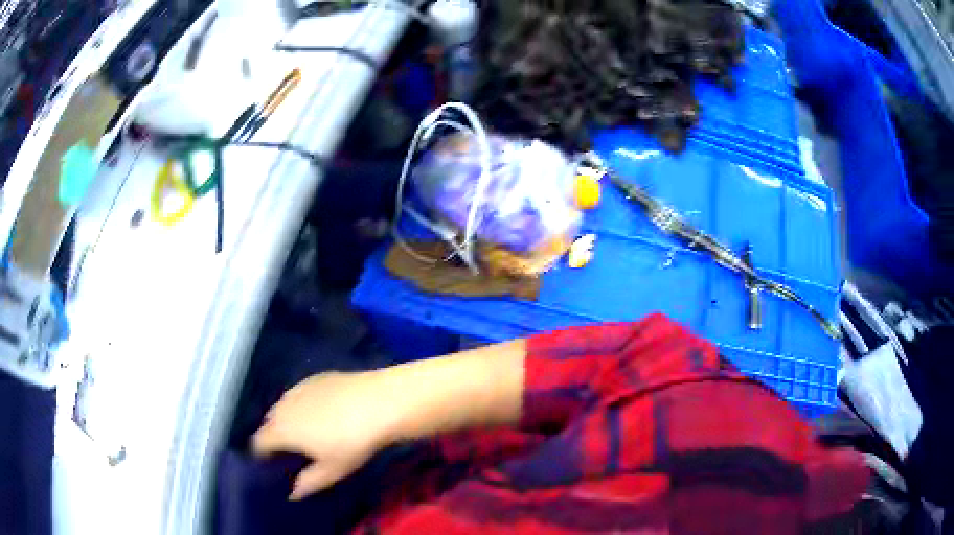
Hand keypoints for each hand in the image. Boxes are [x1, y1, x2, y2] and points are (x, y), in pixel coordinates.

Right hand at [251, 371, 394, 499]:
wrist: (379, 402)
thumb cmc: (352, 442)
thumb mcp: (332, 470)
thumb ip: (309, 482)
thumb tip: (293, 493)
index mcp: (281, 430)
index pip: (258, 442)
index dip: (261, 453)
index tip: (271, 463)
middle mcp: (283, 405)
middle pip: (268, 422)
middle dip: (273, 435)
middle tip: (290, 450)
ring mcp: (298, 388)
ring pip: (282, 405)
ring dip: (287, 418)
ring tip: (305, 431)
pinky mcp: (315, 377)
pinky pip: (299, 393)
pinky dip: (302, 403)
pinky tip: (321, 411)